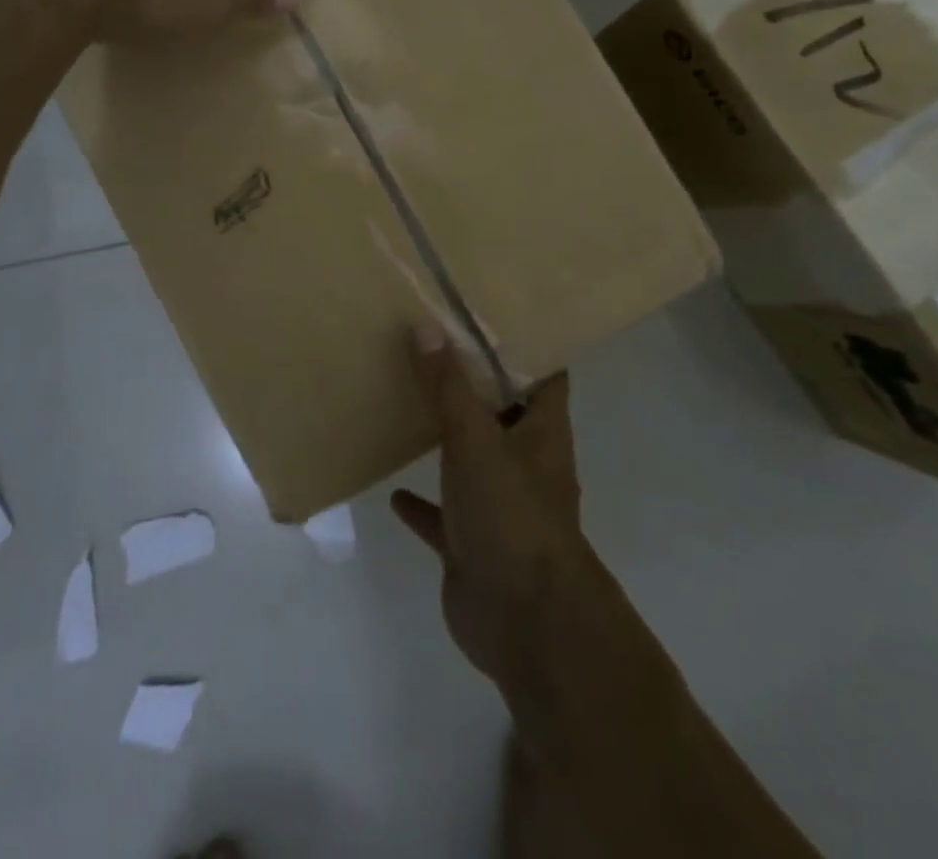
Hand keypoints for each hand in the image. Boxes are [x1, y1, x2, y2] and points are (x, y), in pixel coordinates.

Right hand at [391, 326, 583, 688]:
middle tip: (432, 347)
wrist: (524, 623)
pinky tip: (392, 490)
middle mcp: (526, 464)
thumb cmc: (511, 515)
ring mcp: (499, 506)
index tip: (488, 314)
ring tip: (409, 404)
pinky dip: (422, 503)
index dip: (526, 344)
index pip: (545, 374)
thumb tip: (427, 327)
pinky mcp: (472, 543)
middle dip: (474, 385)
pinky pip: (443, 516)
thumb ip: (449, 387)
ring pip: (471, 461)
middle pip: (503, 413)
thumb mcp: (475, 440)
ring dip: (447, 439)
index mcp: (542, 433)